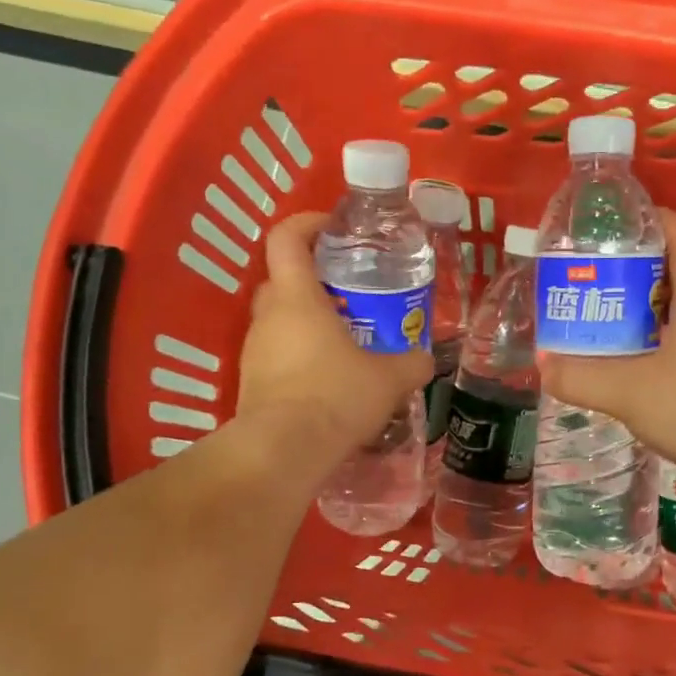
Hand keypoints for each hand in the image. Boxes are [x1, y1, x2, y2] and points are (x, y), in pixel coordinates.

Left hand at [237, 212, 432, 456]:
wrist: (283, 451)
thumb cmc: (336, 396)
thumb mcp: (389, 379)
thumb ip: (410, 363)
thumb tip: (424, 359)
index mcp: (297, 298)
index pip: (287, 238)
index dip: (307, 223)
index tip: (334, 228)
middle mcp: (268, 317)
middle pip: (282, 279)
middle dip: (314, 279)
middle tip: (350, 293)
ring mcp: (254, 351)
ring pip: (280, 321)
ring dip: (307, 323)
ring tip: (346, 342)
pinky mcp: (251, 383)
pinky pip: (277, 356)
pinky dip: (300, 358)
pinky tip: (329, 382)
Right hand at [539, 210, 675, 507]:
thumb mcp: (632, 390)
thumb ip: (582, 377)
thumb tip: (542, 364)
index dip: (657, 219)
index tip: (618, 218)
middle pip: (669, 279)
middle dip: (629, 271)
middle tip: (584, 275)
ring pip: (666, 320)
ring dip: (631, 316)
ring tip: (588, 316)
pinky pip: (666, 355)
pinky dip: (639, 352)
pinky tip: (610, 367)